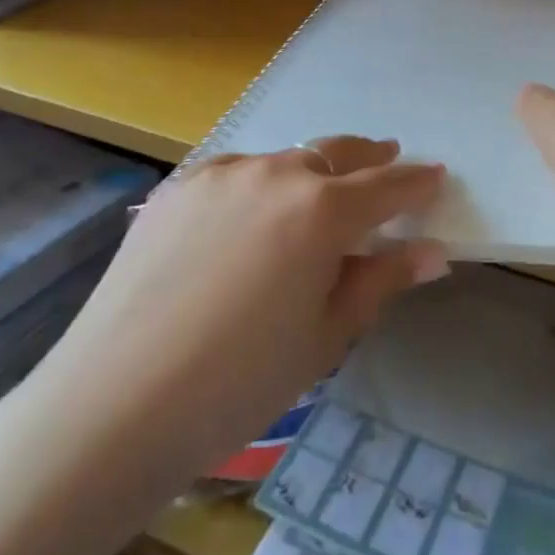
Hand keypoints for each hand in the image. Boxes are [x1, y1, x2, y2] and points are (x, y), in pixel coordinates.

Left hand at [47, 137, 447, 477]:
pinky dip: (259, 183)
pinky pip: (234, 172)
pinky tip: (251, 212)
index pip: (386, 187)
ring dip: (310, 171)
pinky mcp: (176, 189)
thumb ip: (380, 280)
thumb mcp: (326, 336)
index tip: (436, 176)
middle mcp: (273, 175)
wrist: (118, 400)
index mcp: (321, 211)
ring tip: (319, 192)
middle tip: (389, 158)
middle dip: (368, 157)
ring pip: (281, 161)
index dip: (416, 183)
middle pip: (335, 154)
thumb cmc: (242, 382)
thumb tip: (432, 252)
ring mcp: (219, 175)